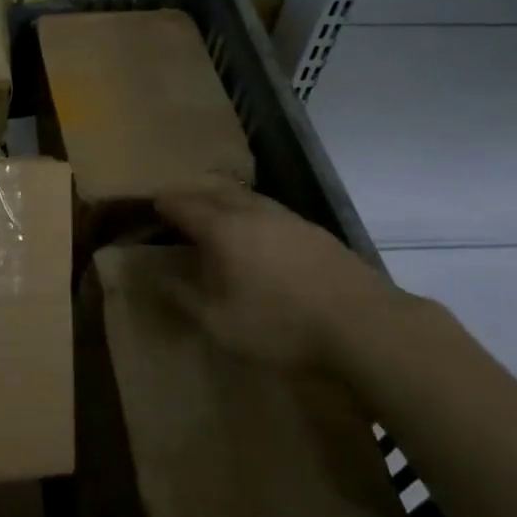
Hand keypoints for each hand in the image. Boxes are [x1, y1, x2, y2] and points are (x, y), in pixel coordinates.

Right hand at [154, 185, 408, 370]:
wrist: (365, 326)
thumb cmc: (282, 326)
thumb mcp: (219, 324)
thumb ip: (182, 297)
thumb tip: (154, 276)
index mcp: (223, 229)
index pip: (183, 205)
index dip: (164, 203)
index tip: (151, 205)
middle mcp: (252, 212)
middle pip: (214, 190)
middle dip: (192, 194)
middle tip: (178, 205)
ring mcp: (288, 218)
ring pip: (246, 196)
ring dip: (224, 200)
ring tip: (215, 215)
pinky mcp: (315, 231)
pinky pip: (271, 210)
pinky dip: (252, 213)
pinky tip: (259, 234)